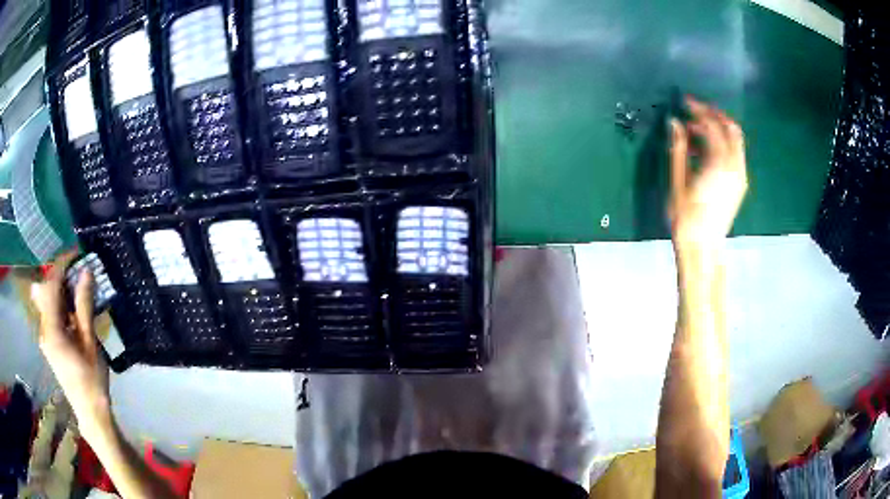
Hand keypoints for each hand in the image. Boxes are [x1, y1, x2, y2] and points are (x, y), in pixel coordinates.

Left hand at [31, 250, 110, 437]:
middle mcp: (43, 329)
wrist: (91, 414)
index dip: (62, 265)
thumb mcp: (90, 342)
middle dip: (61, 277)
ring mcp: (45, 337)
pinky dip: (62, 307)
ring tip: (80, 291)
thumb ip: (84, 305)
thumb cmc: (92, 380)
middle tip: (80, 274)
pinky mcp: (50, 344)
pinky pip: (51, 315)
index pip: (51, 284)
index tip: (78, 254)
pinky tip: (75, 313)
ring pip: (48, 302)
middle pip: (46, 291)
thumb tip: (86, 271)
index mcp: (51, 329)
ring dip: (62, 292)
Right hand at [669, 97, 747, 249]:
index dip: (698, 110)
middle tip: (695, 110)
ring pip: (736, 140)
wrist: (703, 248)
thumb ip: (678, 149)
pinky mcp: (740, 184)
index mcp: (719, 164)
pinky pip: (735, 153)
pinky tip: (706, 149)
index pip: (712, 126)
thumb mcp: (677, 181)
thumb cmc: (686, 217)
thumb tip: (674, 122)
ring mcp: (740, 176)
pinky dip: (723, 143)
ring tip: (696, 130)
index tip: (685, 102)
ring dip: (719, 128)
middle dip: (714, 114)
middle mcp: (735, 166)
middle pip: (731, 129)